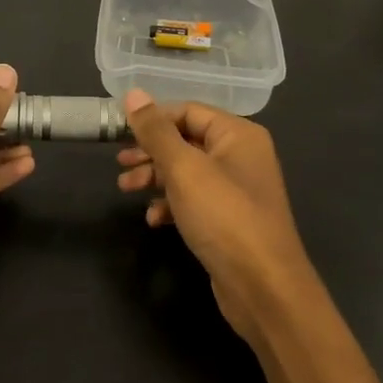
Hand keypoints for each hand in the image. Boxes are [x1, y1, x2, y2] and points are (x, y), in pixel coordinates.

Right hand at [117, 89, 319, 345]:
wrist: (263, 288)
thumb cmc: (224, 217)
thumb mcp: (184, 169)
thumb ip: (156, 131)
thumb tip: (133, 94)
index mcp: (238, 134)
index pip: (188, 111)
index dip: (152, 120)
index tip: (118, 133)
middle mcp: (241, 156)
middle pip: (186, 141)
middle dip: (150, 152)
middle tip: (120, 165)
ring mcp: (236, 190)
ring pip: (187, 172)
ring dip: (155, 178)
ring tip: (126, 190)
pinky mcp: (229, 221)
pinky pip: (194, 201)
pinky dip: (171, 205)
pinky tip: (154, 220)